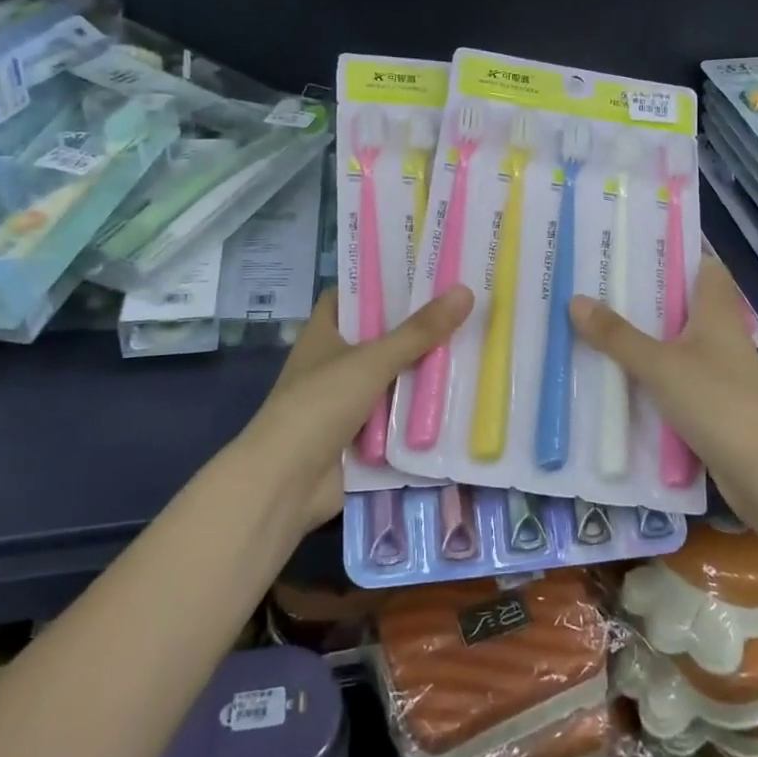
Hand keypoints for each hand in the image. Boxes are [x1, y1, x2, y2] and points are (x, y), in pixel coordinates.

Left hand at [246, 285, 473, 529]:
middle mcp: (332, 363)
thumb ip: (419, 331)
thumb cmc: (320, 405)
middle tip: (462, 309)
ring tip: (472, 348)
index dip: (381, 281)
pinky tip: (457, 401)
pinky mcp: (358, 438)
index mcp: (324, 334)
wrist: (285, 484)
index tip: (423, 271)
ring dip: (422, 373)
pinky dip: (418, 413)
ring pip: (391, 379)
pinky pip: (395, 418)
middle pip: (379, 337)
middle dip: (416, 329)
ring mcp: (344, 403)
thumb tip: (465, 292)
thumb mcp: (372, 360)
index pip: (352, 295)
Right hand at [568, 254, 757, 493]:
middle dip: (649, 295)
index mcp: (717, 312)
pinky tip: (622, 373)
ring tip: (603, 322)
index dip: (677, 254)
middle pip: (686, 302)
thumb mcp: (659, 365)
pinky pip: (678, 372)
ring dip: (648, 334)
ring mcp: (720, 368)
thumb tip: (576, 300)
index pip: (706, 267)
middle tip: (604, 284)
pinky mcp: (714, 399)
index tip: (638, 247)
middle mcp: (722, 333)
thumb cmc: (715, 402)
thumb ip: (617, 335)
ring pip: (679, 339)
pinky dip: (654, 369)